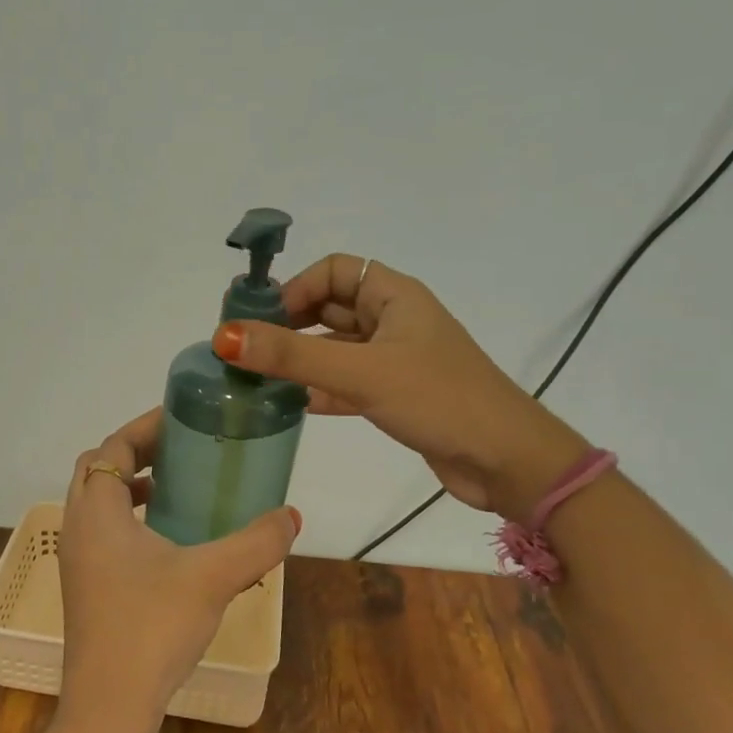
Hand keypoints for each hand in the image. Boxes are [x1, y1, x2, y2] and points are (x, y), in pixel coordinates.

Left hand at [57, 408, 299, 732]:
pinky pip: (104, 531)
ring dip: (132, 486)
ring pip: (99, 502)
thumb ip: (256, 542)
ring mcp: (77, 560)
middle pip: (99, 468)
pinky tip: (170, 542)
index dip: (145, 427)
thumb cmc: (152, 629)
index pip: (112, 447)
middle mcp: (78, 527)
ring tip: (177, 488)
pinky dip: (131, 519)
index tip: (182, 418)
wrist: (108, 709)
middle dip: (138, 452)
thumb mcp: (213, 577)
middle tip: (182, 447)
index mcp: (97, 512)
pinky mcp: (86, 586)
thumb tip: (291, 515)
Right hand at [212, 255, 588, 519]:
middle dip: (289, 325)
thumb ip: (292, 354)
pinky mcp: (395, 395)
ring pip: (335, 348)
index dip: (295, 287)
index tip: (262, 320)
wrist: (508, 462)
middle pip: (329, 308)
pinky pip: (345, 382)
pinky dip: (318, 390)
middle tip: (247, 351)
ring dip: (300, 360)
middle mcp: (393, 320)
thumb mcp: (361, 372)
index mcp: (393, 296)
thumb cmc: (438, 399)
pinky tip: (289, 406)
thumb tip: (225, 335)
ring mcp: (395, 359)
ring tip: (256, 379)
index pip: (332, 270)